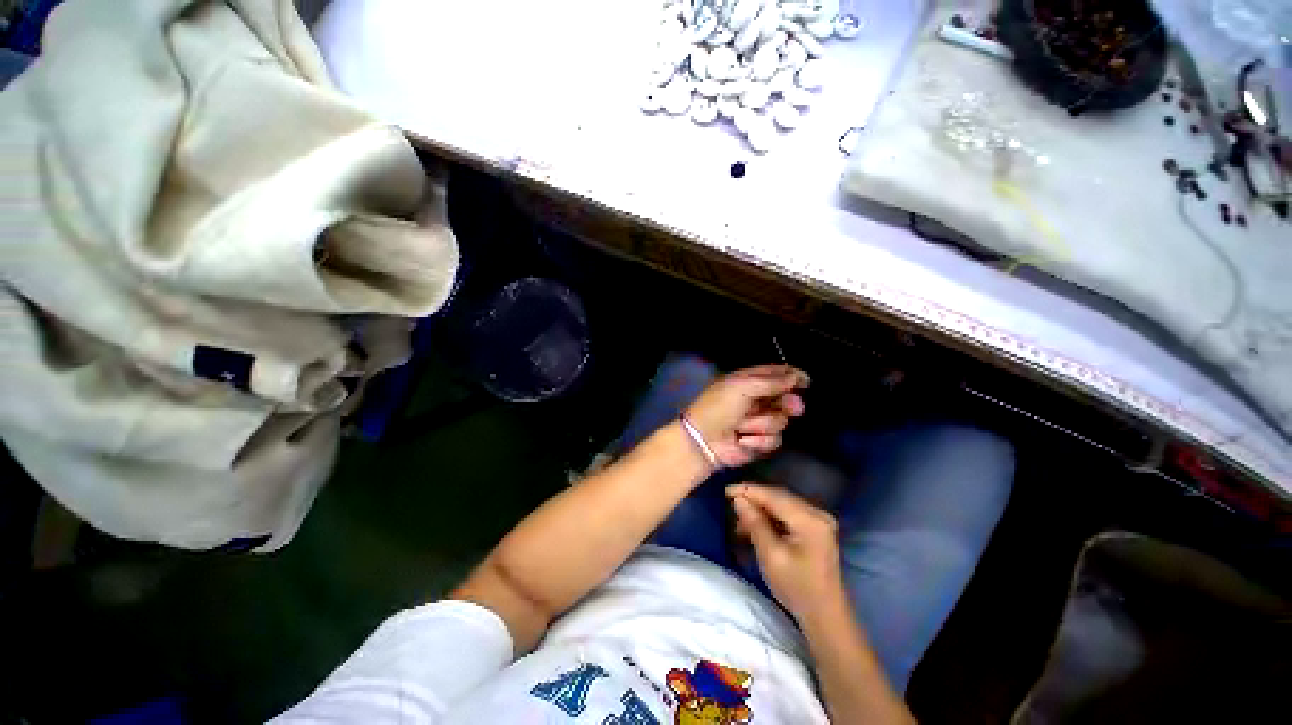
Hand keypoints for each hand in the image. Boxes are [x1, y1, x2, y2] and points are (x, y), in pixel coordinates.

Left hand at [683, 365, 808, 467]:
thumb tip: (794, 377)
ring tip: (742, 426)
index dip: (792, 376)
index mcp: (747, 381)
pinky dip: (758, 441)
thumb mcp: (741, 387)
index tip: (806, 381)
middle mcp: (755, 400)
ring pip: (781, 421)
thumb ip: (770, 382)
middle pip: (785, 398)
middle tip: (792, 407)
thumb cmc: (719, 408)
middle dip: (788, 403)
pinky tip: (743, 441)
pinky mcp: (759, 442)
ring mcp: (758, 422)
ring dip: (762, 424)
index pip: (774, 374)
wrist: (703, 440)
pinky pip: (774, 440)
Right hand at [727, 483, 843, 620]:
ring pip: (781, 504)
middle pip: (779, 497)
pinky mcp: (815, 527)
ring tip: (739, 519)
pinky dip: (770, 516)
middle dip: (753, 498)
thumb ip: (755, 524)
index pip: (774, 496)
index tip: (725, 491)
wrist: (825, 616)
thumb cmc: (797, 588)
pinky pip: (787, 513)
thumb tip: (738, 500)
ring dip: (760, 508)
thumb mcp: (771, 556)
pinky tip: (755, 525)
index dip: (748, 491)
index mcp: (809, 519)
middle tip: (729, 502)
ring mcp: (818, 520)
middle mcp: (817, 513)